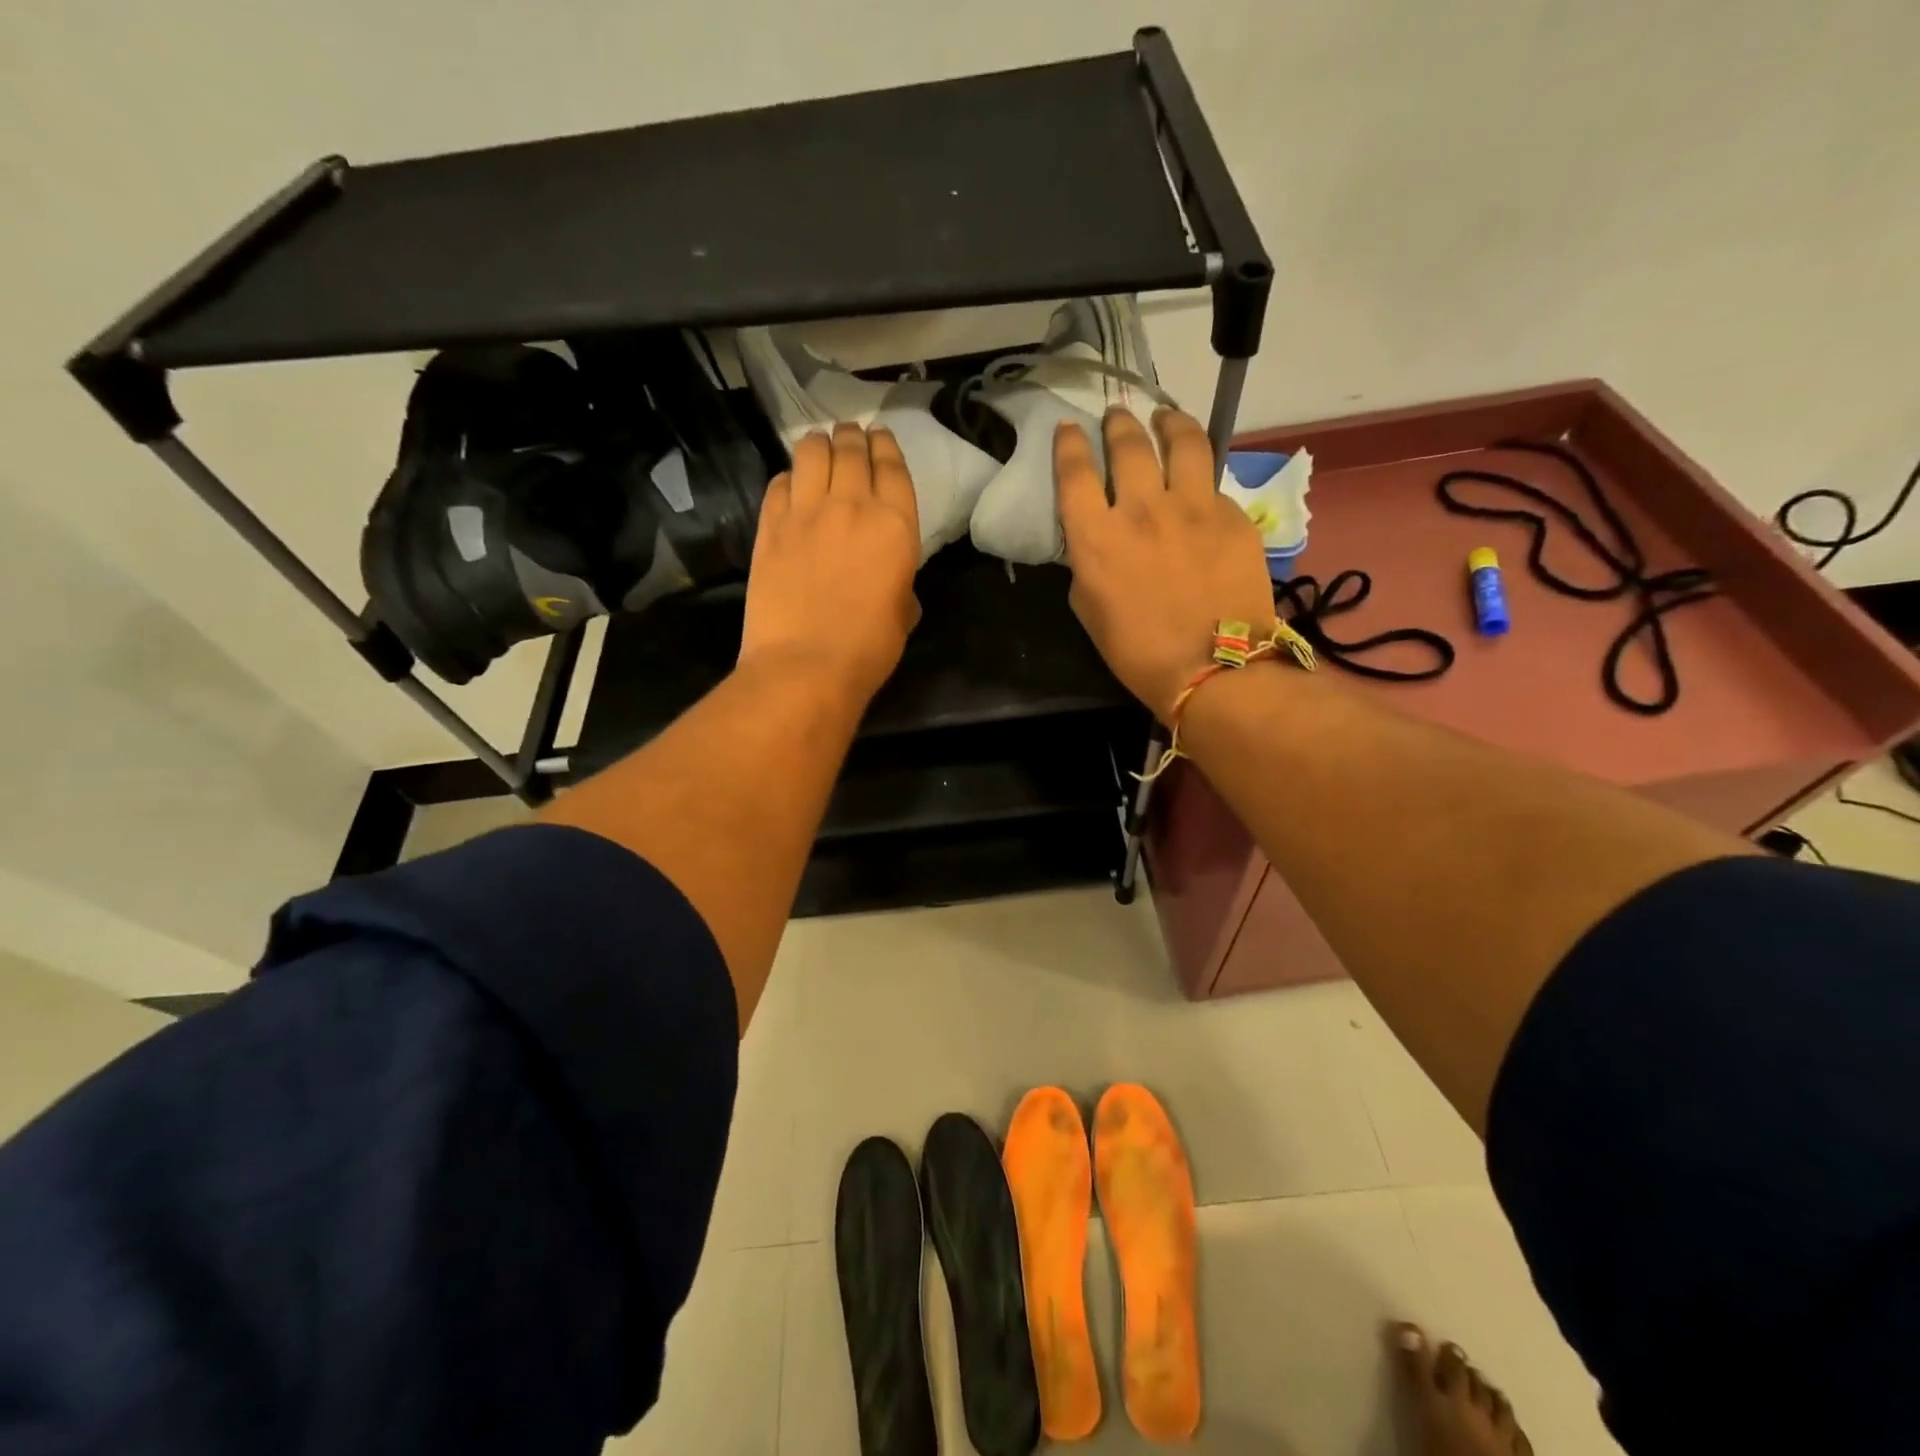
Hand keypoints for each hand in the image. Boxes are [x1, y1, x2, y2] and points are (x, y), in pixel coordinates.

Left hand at [740, 422, 921, 704]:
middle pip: (851, 450)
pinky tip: (791, 485)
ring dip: (819, 445)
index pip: (892, 467)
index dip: (886, 446)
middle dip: (852, 438)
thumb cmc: (867, 649)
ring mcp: (805, 512)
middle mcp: (851, 506)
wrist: (805, 665)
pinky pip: (778, 483)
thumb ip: (899, 584)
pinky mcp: (769, 526)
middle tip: (850, 437)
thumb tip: (890, 582)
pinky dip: (788, 477)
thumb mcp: (902, 615)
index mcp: (895, 526)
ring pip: (811, 453)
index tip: (880, 438)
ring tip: (820, 448)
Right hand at [1056, 409, 1276, 721]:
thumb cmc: (1139, 652)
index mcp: (1097, 536)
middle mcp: (1141, 508)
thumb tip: (1097, 542)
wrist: (1214, 667)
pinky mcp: (1232, 515)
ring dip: (1168, 422)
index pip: (1075, 472)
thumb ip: (1088, 564)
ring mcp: (1192, 507)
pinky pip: (1212, 484)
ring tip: (1165, 418)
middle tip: (1117, 417)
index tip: (1069, 429)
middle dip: (1118, 423)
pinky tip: (1199, 486)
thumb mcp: (1090, 609)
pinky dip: (1200, 479)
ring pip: (1182, 441)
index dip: (1069, 444)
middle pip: (1128, 444)